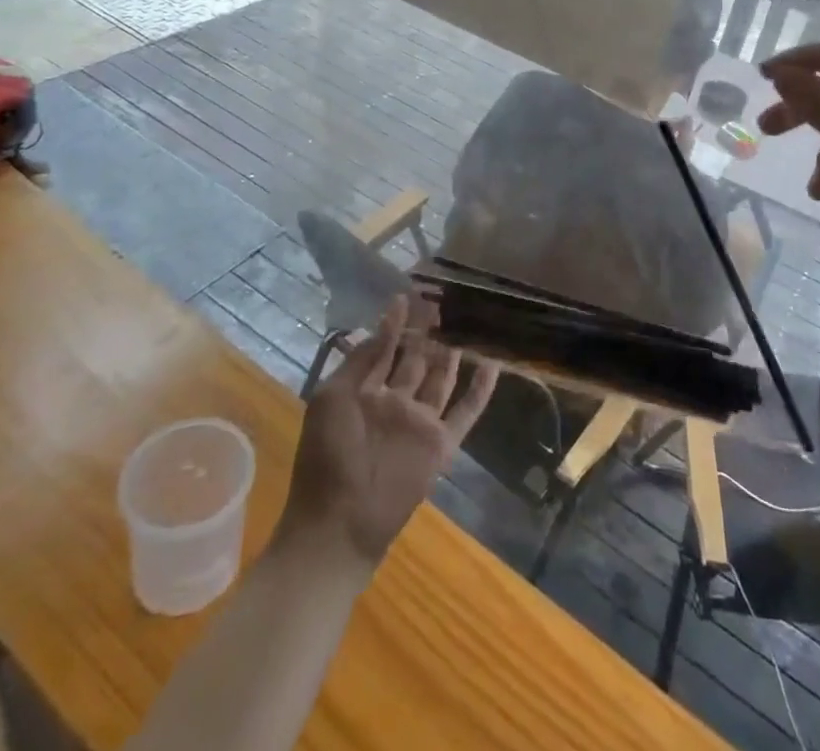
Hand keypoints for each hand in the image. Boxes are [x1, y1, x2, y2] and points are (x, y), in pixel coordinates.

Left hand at [280, 296, 498, 571]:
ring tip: (467, 321)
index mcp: (366, 392)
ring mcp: (420, 422)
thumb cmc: (325, 458)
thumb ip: (358, 363)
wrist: (337, 525)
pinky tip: (493, 363)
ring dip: (453, 352)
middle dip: (429, 331)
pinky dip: (481, 390)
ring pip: (442, 378)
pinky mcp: (440, 444)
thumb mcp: (331, 398)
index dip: (398, 322)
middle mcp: (396, 401)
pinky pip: (466, 412)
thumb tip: (379, 326)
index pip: (386, 348)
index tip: (412, 294)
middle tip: (444, 301)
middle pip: (417, 359)